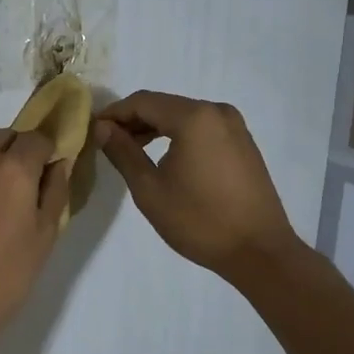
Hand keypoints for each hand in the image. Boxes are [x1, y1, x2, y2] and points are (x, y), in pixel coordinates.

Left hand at [0, 128, 69, 353]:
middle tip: (16, 188)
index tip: (44, 172)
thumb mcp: (45, 236)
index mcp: (12, 168)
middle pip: (1, 138)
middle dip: (13, 153)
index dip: (44, 152)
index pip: (36, 137)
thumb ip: (55, 190)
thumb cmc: (5, 276)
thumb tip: (58, 162)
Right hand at [95, 91, 300, 280]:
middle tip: (108, 142)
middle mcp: (216, 111)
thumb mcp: (149, 189)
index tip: (93, 130)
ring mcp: (234, 126)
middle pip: (164, 105)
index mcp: (194, 117)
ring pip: (183, 116)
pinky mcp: (243, 142)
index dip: (114, 113)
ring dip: (155, 128)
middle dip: (134, 120)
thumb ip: (123, 152)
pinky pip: (202, 128)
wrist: (259, 251)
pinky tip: (165, 157)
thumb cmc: (199, 221)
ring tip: (132, 151)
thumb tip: (102, 128)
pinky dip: (179, 135)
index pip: (142, 102)